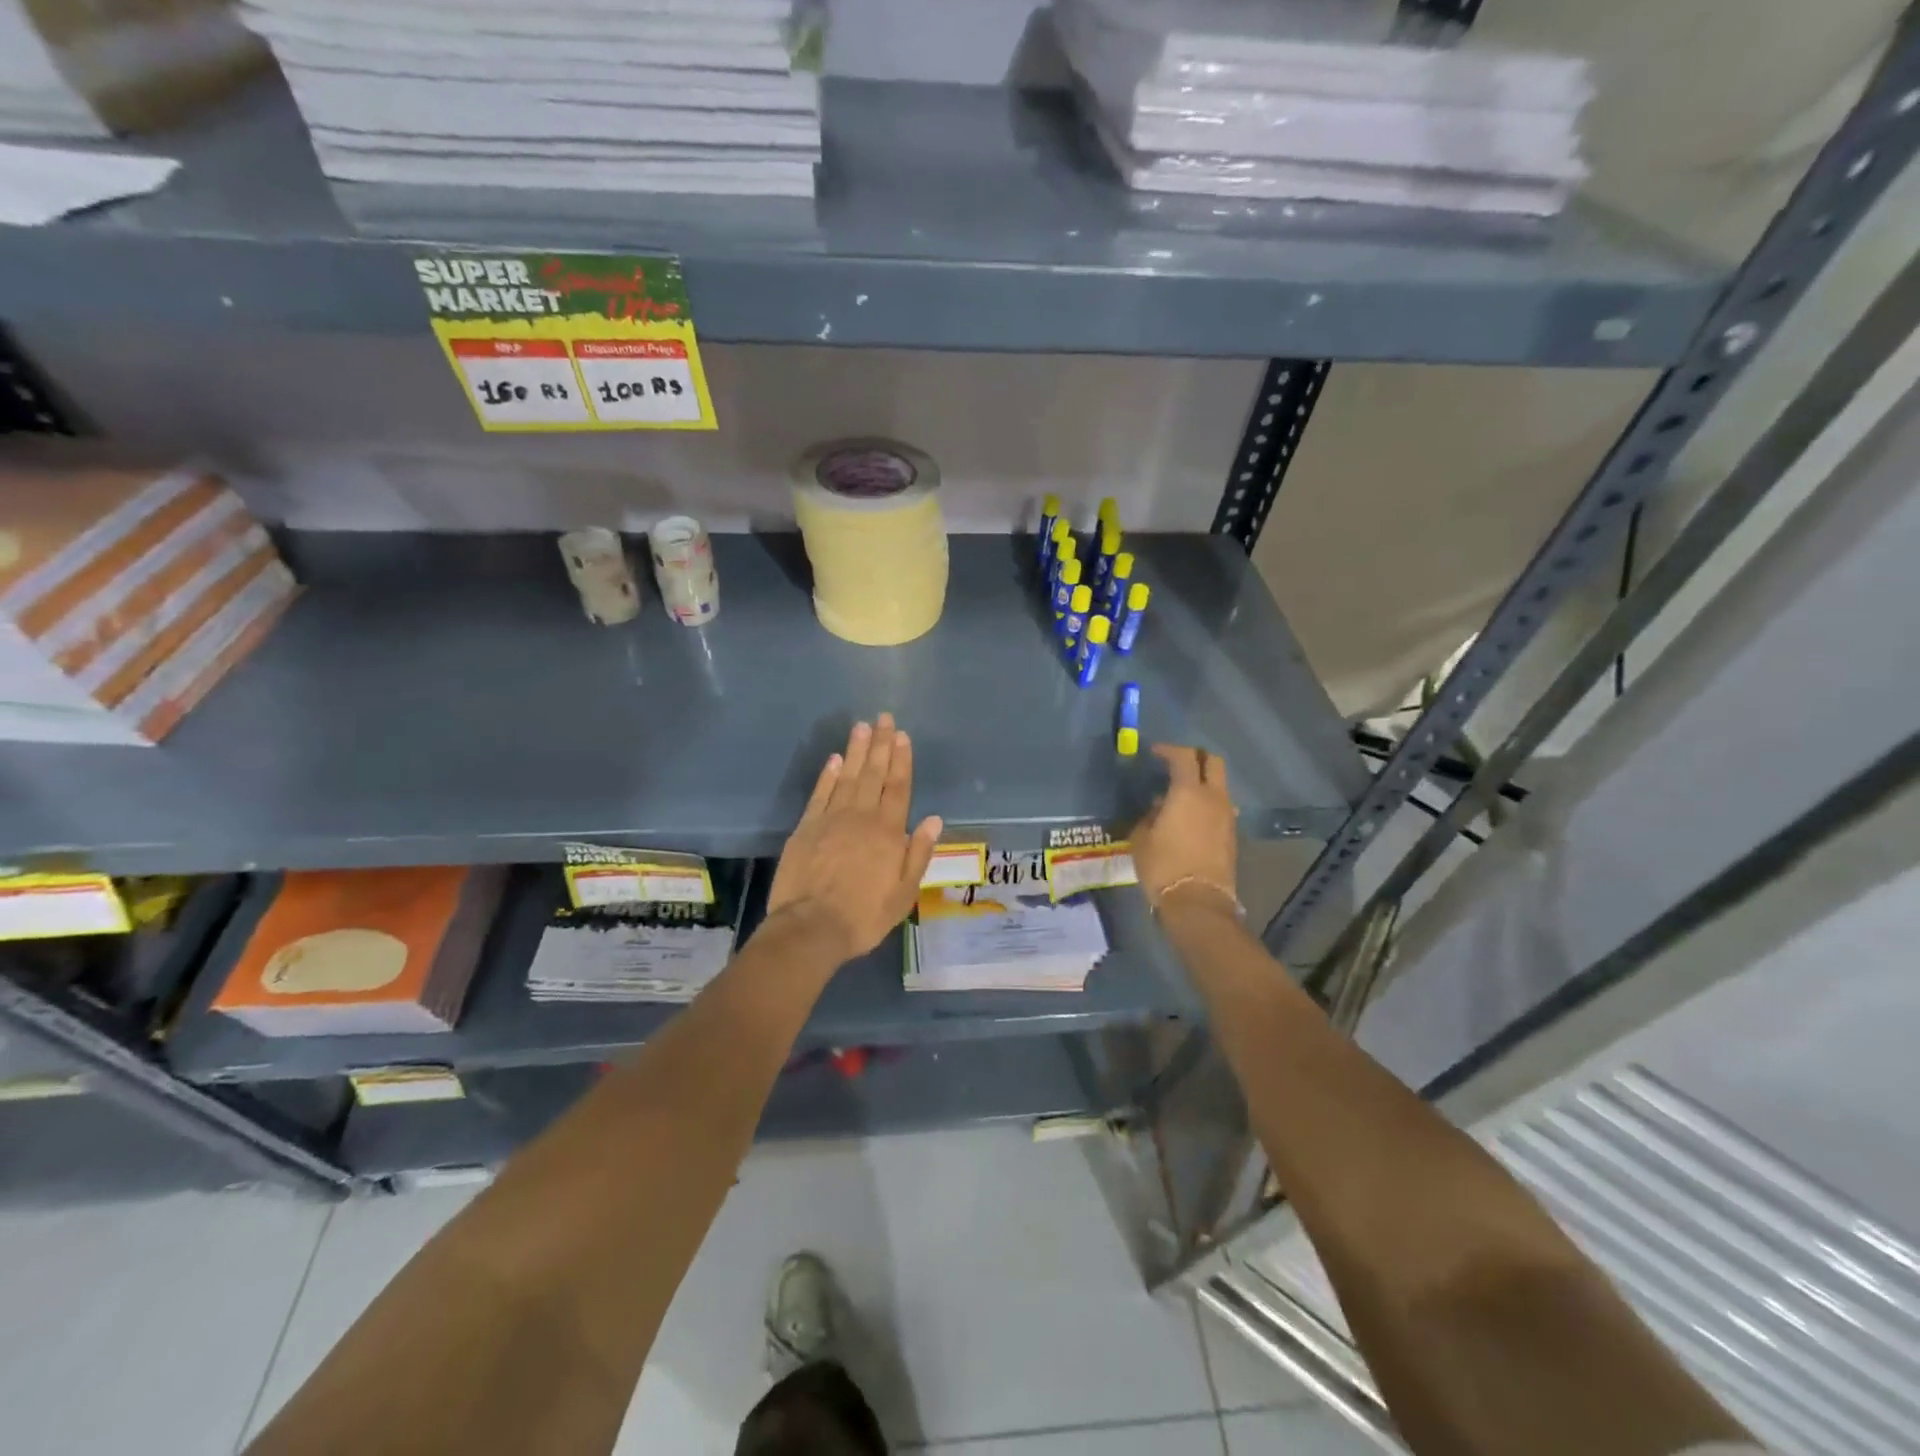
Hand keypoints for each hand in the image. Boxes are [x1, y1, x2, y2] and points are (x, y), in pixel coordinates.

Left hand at [767, 714, 943, 962]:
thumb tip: (935, 820)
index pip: (898, 788)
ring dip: (857, 750)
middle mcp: (861, 817)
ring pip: (848, 777)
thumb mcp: (904, 893)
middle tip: (884, 718)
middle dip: (881, 745)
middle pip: (874, 774)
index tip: (903, 736)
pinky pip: (820, 793)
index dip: (902, 760)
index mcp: (888, 832)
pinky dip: (828, 774)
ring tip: (863, 726)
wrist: (811, 928)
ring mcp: (831, 819)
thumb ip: (918, 854)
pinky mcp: (806, 827)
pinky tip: (835, 758)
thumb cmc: (864, 916)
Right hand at [1132, 744, 1238, 915]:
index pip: (1184, 756)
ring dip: (1203, 782)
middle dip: (1196, 758)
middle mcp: (1213, 797)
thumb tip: (1158, 807)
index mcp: (1188, 792)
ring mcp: (1227, 816)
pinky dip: (1208, 803)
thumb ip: (1149, 815)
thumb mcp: (1141, 838)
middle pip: (1213, 763)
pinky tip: (1191, 817)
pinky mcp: (1232, 834)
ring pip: (1220, 785)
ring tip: (1182, 794)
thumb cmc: (1163, 865)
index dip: (1169, 750)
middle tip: (1176, 764)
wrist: (1198, 901)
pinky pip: (1221, 807)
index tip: (1155, 753)